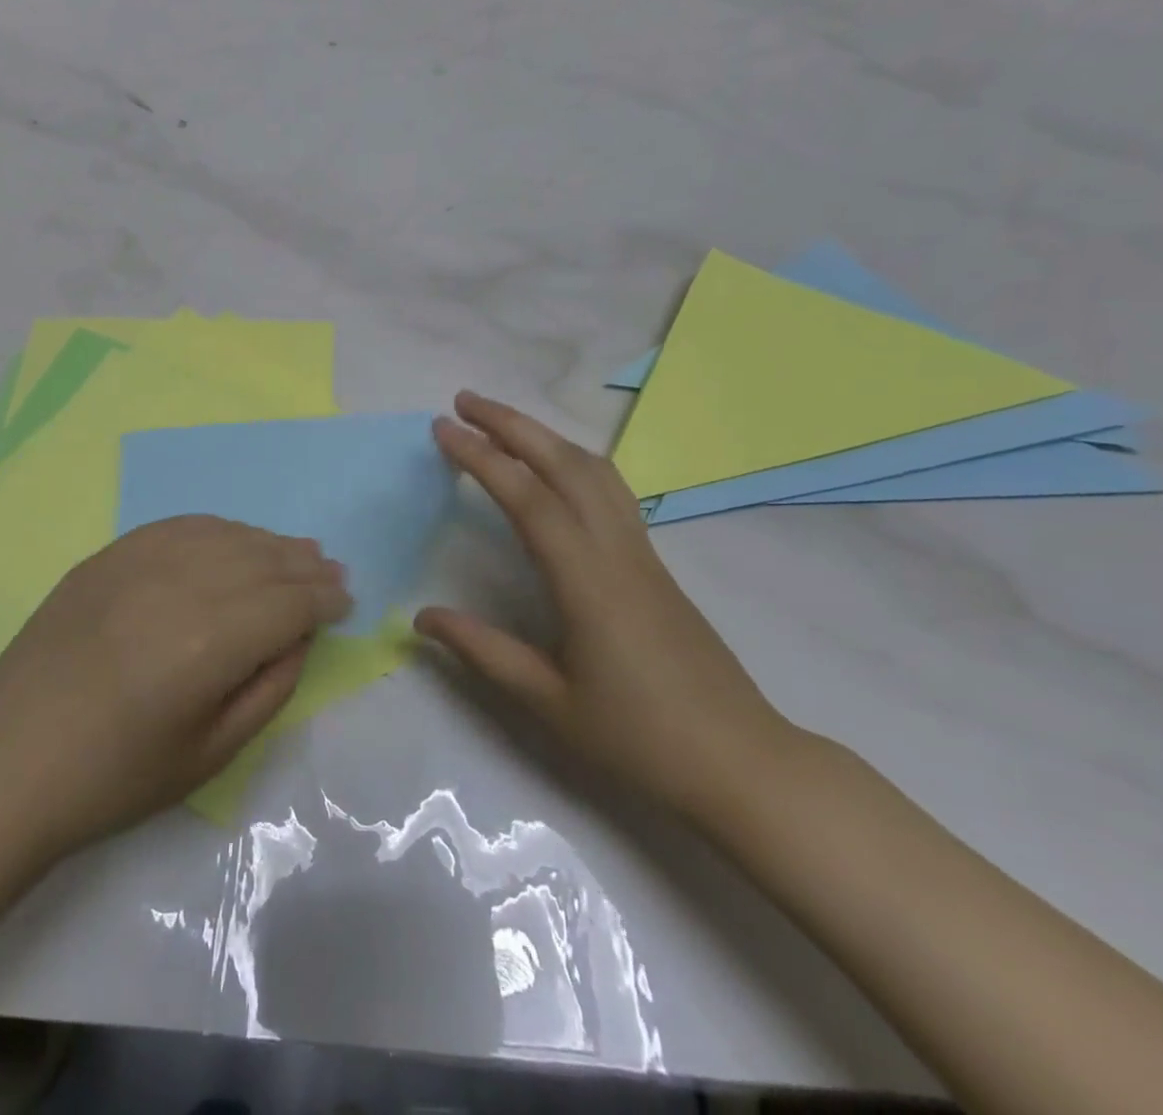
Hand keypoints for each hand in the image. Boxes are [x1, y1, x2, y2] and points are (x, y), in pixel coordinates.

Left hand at [0, 516, 352, 856]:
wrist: (5, 765)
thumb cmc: (113, 780)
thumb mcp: (209, 755)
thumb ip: (267, 688)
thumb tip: (298, 637)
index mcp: (207, 643)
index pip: (287, 604)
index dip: (323, 600)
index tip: (345, 601)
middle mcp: (177, 586)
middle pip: (260, 560)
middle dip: (303, 565)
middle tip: (331, 569)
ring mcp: (135, 563)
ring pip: (222, 534)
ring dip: (266, 542)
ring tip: (294, 551)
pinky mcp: (106, 557)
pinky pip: (176, 526)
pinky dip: (215, 528)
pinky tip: (231, 537)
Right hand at [417, 391, 789, 817]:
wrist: (741, 762)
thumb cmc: (639, 738)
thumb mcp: (548, 702)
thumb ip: (482, 651)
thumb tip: (421, 618)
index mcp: (586, 581)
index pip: (528, 499)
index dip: (482, 458)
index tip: (443, 429)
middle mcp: (617, 550)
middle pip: (564, 465)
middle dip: (511, 425)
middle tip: (463, 401)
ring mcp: (642, 553)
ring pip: (595, 470)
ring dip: (545, 436)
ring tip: (502, 423)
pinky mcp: (654, 564)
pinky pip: (611, 491)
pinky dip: (573, 460)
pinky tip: (554, 469)